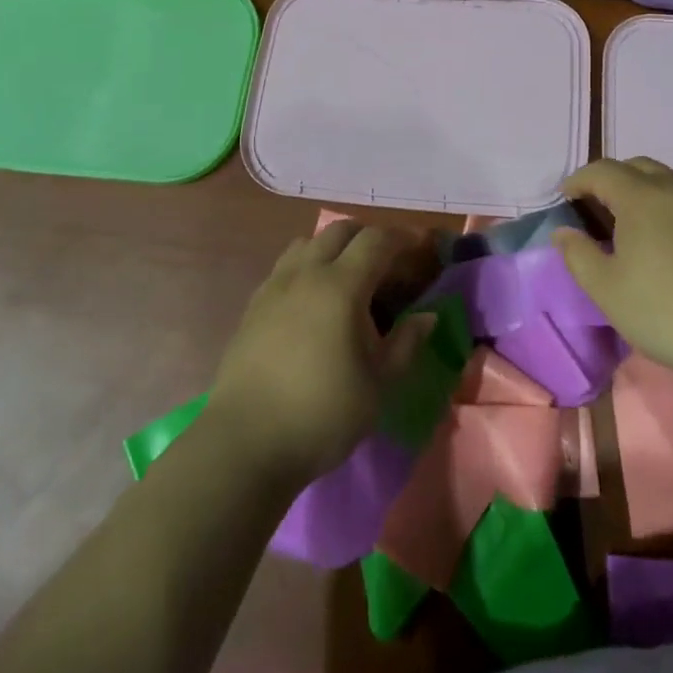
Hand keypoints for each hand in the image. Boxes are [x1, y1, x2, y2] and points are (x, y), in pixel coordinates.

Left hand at [208, 222, 437, 487]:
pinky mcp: (254, 305)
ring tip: (348, 276)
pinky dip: (307, 266)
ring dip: (333, 246)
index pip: (376, 241)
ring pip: (308, 243)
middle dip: (368, 236)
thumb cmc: (322, 414)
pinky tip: (313, 300)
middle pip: (340, 230)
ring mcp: (275, 286)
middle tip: (387, 259)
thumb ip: (405, 344)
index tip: (420, 245)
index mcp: (341, 285)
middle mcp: (306, 273)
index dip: (402, 237)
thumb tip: (427, 317)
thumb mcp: (377, 384)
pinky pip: (286, 266)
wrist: (246, 442)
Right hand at [553, 157, 672, 383]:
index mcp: (641, 196)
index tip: (564, 198)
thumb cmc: (666, 311)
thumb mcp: (606, 289)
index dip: (578, 180)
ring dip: (641, 189)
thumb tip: (563, 231)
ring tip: (629, 222)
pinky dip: (666, 205)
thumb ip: (577, 254)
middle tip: (595, 206)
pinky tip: (665, 239)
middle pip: (636, 166)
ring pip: (666, 179)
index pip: (601, 171)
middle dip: (610, 179)